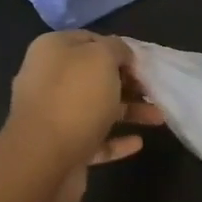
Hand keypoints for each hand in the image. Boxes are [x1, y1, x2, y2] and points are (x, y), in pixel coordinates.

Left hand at [5, 31, 163, 201]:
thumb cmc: (75, 99)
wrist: (43, 161)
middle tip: (153, 89)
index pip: (89, 40)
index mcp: (52, 51)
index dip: (118, 48)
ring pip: (97, 108)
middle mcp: (48, 80)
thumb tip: (121, 54)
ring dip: (128, 111)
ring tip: (158, 117)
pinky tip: (138, 142)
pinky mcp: (61, 148)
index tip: (143, 62)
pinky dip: (116, 140)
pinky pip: (94, 140)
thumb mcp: (102, 58)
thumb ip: (116, 48)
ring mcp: (53, 116)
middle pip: (94, 76)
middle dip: (126, 82)